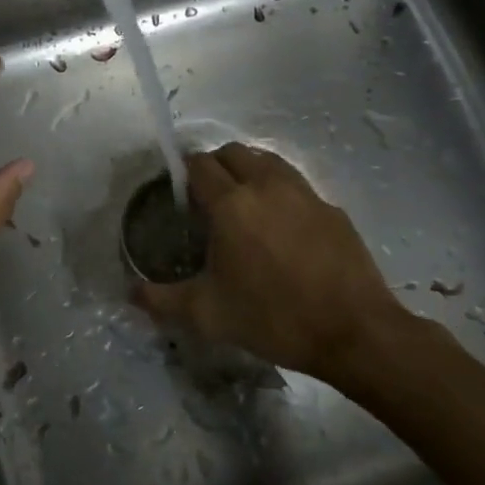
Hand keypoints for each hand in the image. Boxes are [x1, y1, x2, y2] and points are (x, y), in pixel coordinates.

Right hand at [134, 143, 444, 385]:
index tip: (181, 199)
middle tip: (209, 200)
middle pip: (233, 152)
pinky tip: (282, 228)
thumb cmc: (273, 318)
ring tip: (245, 206)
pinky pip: (296, 184)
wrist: (354, 332)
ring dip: (249, 171)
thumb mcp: (207, 315)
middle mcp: (266, 186)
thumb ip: (161, 300)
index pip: (199, 165)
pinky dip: (280, 192)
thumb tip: (129, 292)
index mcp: (231, 204)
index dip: (184, 174)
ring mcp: (304, 193)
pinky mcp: (331, 208)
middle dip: (215, 166)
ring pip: (268, 160)